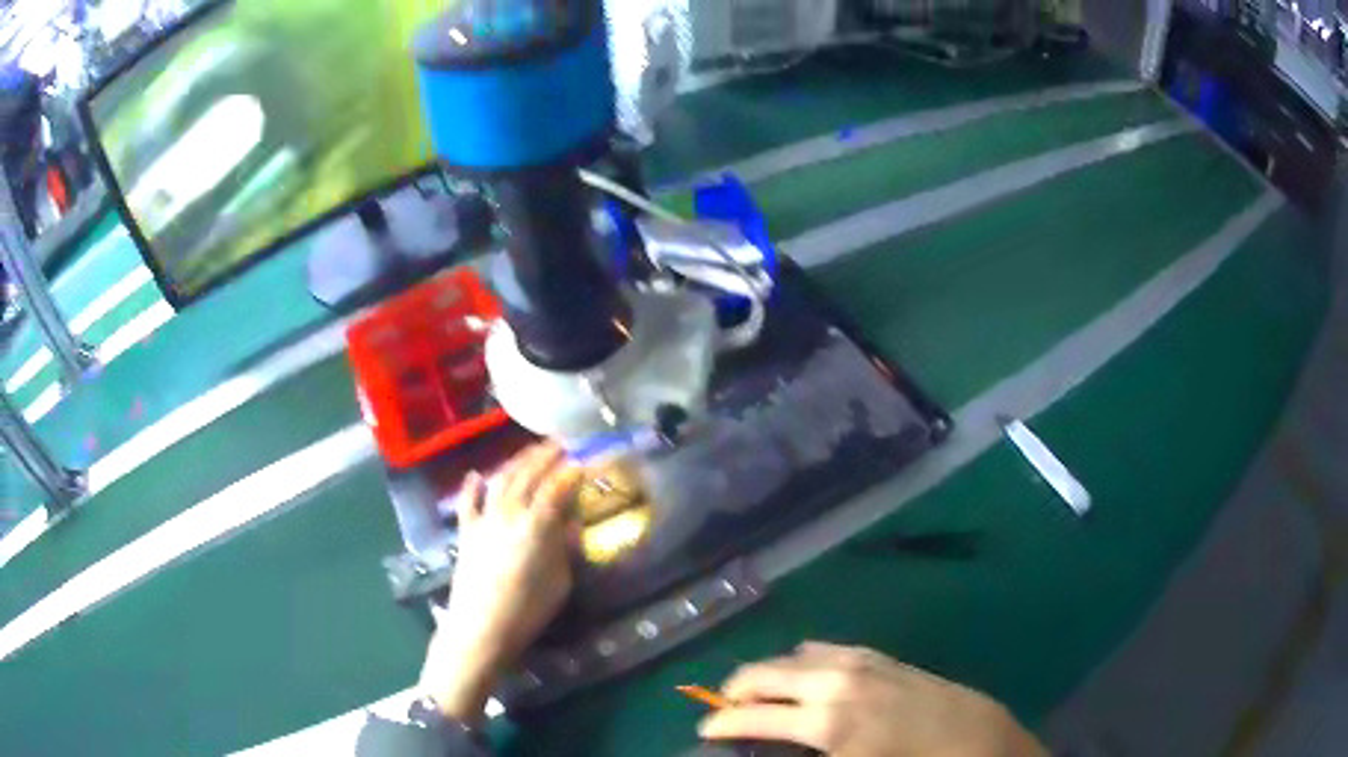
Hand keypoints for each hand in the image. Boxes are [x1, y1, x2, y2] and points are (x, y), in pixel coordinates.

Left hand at [419, 443, 582, 726]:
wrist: (480, 628)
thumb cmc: (527, 610)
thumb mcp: (560, 582)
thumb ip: (565, 549)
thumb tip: (569, 526)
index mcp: (536, 525)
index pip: (557, 488)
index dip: (573, 473)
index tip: (586, 463)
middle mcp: (508, 513)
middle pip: (528, 475)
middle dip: (546, 456)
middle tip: (561, 445)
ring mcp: (484, 520)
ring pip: (501, 481)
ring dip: (517, 462)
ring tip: (531, 451)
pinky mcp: (466, 533)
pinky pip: (468, 503)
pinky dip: (472, 487)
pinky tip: (477, 475)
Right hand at [699, 642, 1047, 756]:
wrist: (969, 735)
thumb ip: (803, 756)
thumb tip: (769, 747)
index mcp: (825, 721)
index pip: (752, 716)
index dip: (720, 724)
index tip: (704, 732)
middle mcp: (833, 682)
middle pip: (763, 674)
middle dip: (734, 691)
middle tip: (723, 711)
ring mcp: (856, 663)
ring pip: (789, 656)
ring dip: (766, 674)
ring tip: (759, 695)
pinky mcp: (875, 655)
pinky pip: (823, 648)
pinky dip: (800, 660)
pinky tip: (804, 675)